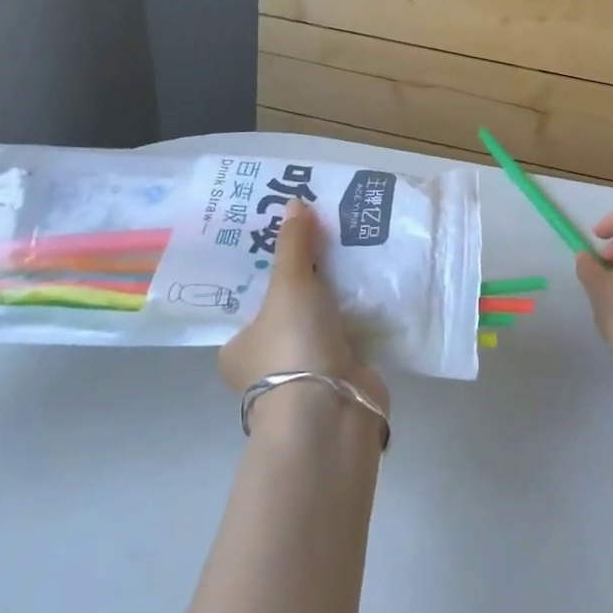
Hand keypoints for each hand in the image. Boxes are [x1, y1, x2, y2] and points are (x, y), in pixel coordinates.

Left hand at [219, 203, 388, 410]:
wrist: (331, 411)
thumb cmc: (292, 346)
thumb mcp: (288, 285)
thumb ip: (293, 244)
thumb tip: (294, 201)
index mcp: (237, 346)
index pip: (249, 297)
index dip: (267, 266)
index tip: (289, 237)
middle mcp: (267, 361)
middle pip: (288, 306)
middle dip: (309, 277)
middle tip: (327, 234)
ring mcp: (306, 371)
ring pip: (322, 320)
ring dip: (338, 295)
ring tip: (355, 248)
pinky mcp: (341, 375)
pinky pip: (350, 332)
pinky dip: (361, 313)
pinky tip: (376, 282)